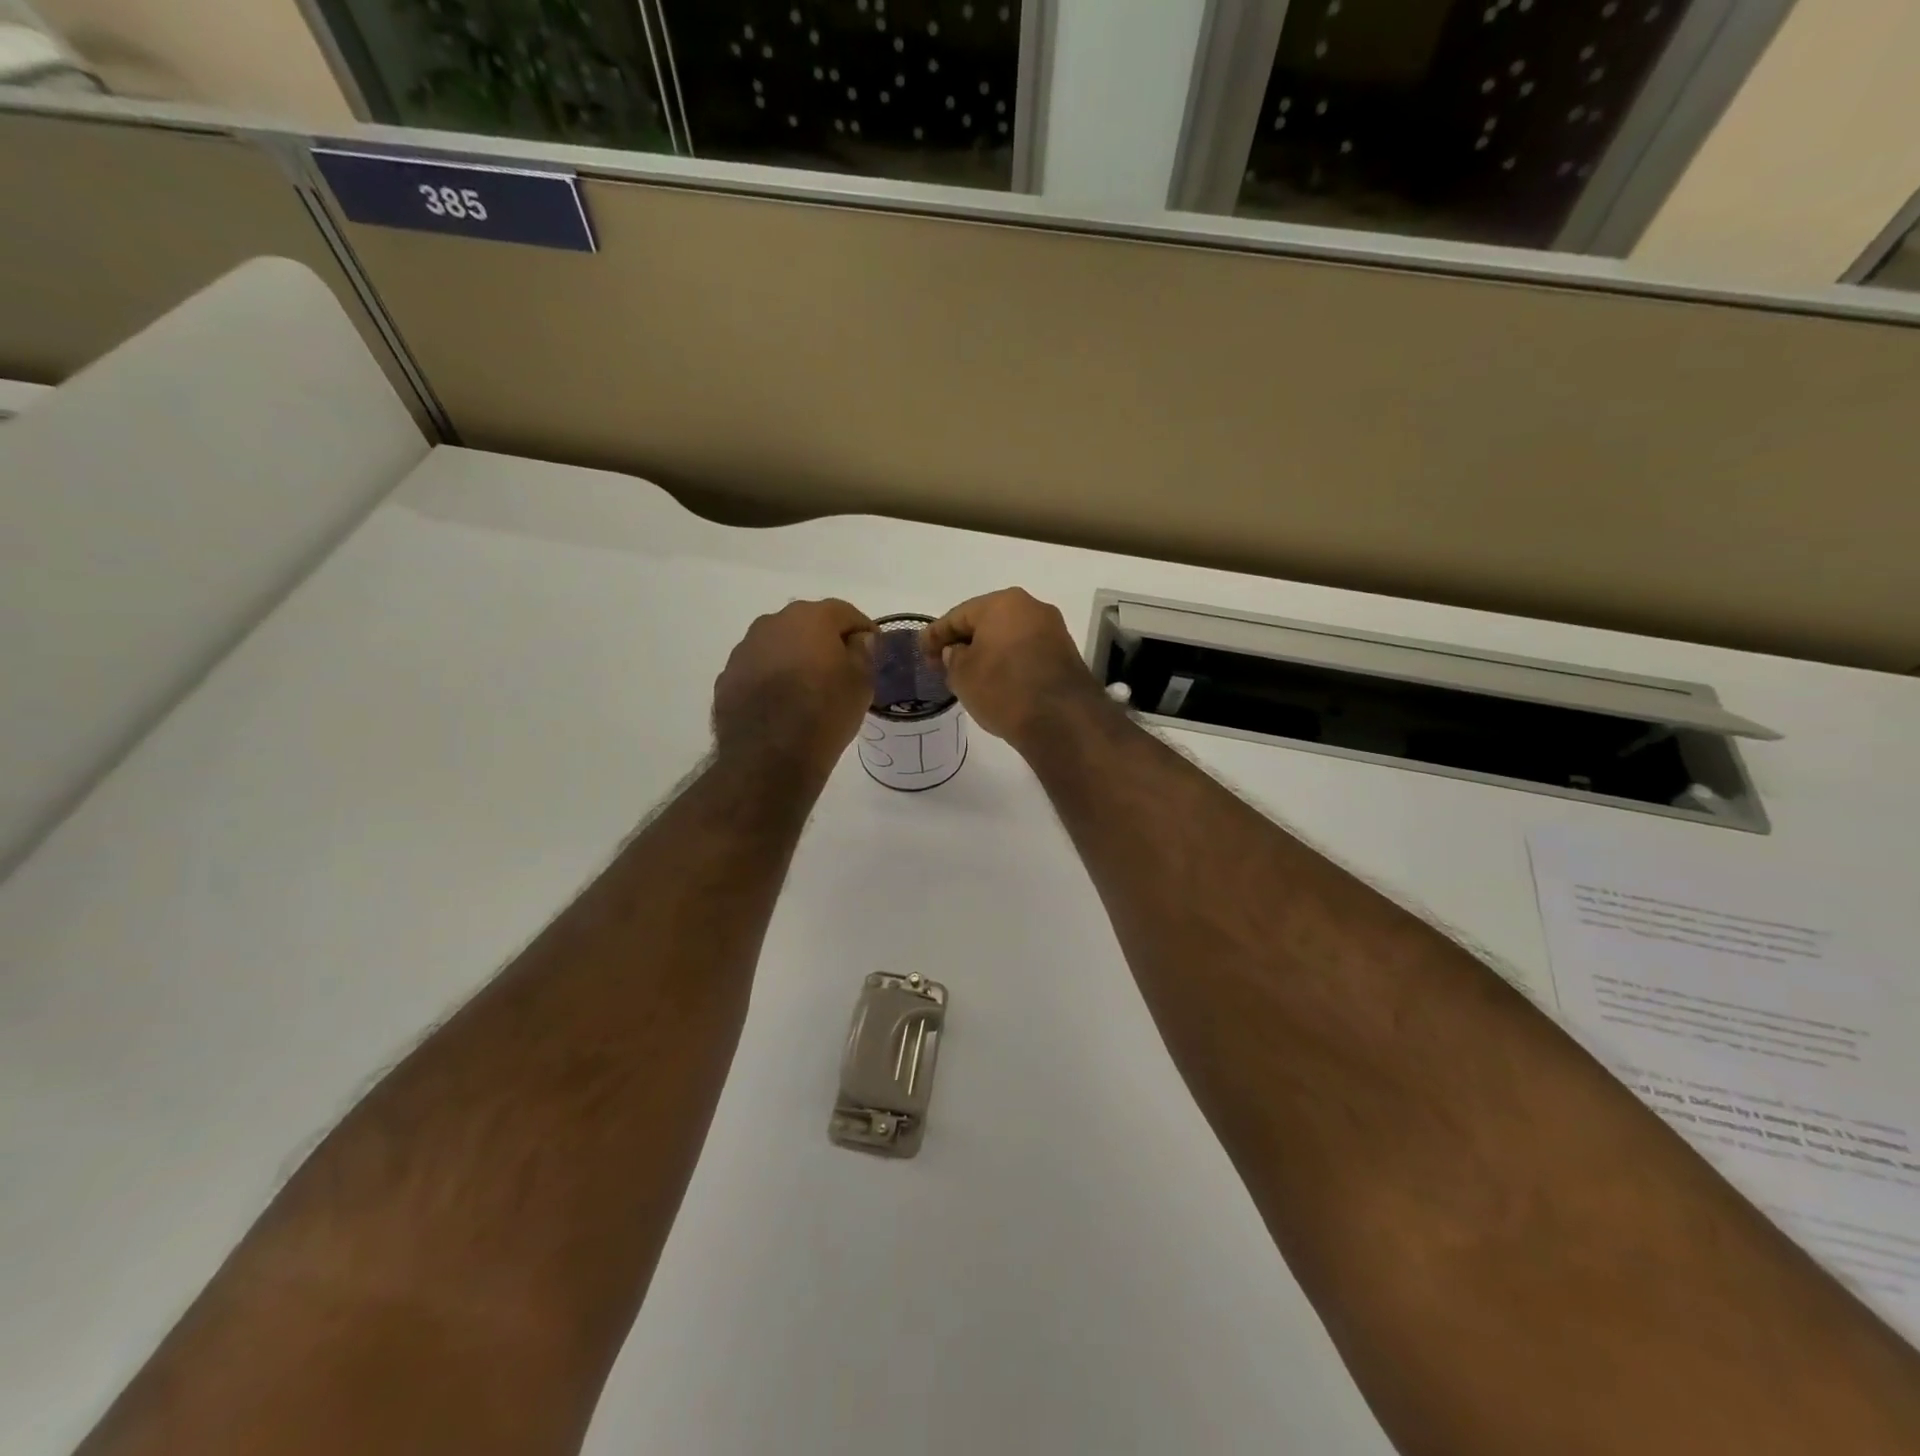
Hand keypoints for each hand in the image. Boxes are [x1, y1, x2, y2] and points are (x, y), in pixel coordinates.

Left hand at [713, 599, 873, 778]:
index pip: (845, 612)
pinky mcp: (728, 677)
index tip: (872, 648)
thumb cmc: (825, 712)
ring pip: (779, 645)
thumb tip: (858, 639)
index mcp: (810, 617)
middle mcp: (773, 623)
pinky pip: (758, 670)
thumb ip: (863, 652)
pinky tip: (782, 705)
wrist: (769, 757)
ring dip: (795, 658)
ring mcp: (745, 649)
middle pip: (807, 624)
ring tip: (808, 688)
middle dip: (825, 641)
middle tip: (841, 668)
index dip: (863, 629)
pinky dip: (772, 679)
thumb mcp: (862, 683)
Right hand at [922, 589, 1104, 748]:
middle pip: (986, 623)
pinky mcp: (1065, 654)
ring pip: (1008, 637)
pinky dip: (1008, 663)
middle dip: (963, 641)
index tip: (921, 651)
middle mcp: (1031, 607)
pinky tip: (996, 680)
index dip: (935, 635)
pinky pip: (1026, 652)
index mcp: (1002, 603)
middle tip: (943, 663)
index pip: (957, 616)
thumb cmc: (1003, 688)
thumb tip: (958, 651)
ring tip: (968, 675)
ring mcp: (1053, 630)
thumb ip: (953, 657)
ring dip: (988, 652)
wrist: (1061, 719)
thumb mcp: (962, 675)